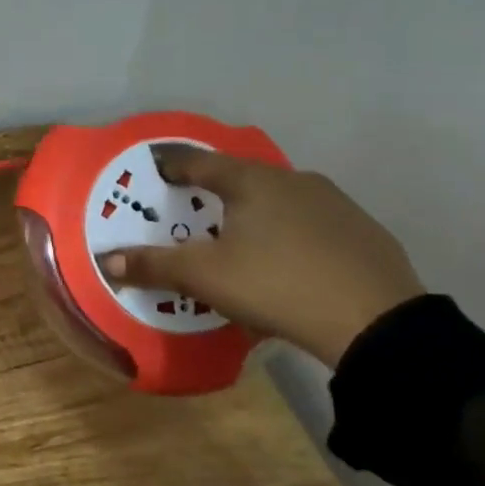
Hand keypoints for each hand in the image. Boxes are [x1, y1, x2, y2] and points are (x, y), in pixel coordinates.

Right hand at [100, 148, 423, 366]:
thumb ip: (153, 265)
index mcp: (252, 181)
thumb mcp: (205, 277)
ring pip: (279, 199)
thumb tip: (107, 260)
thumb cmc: (277, 284)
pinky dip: (288, 232)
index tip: (153, 168)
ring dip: (254, 212)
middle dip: (213, 192)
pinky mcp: (363, 231)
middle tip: (192, 211)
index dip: (171, 164)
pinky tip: (286, 260)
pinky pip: (310, 222)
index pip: (199, 162)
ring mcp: (335, 203)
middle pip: (241, 178)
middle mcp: (293, 180)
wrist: (378, 323)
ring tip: (238, 239)